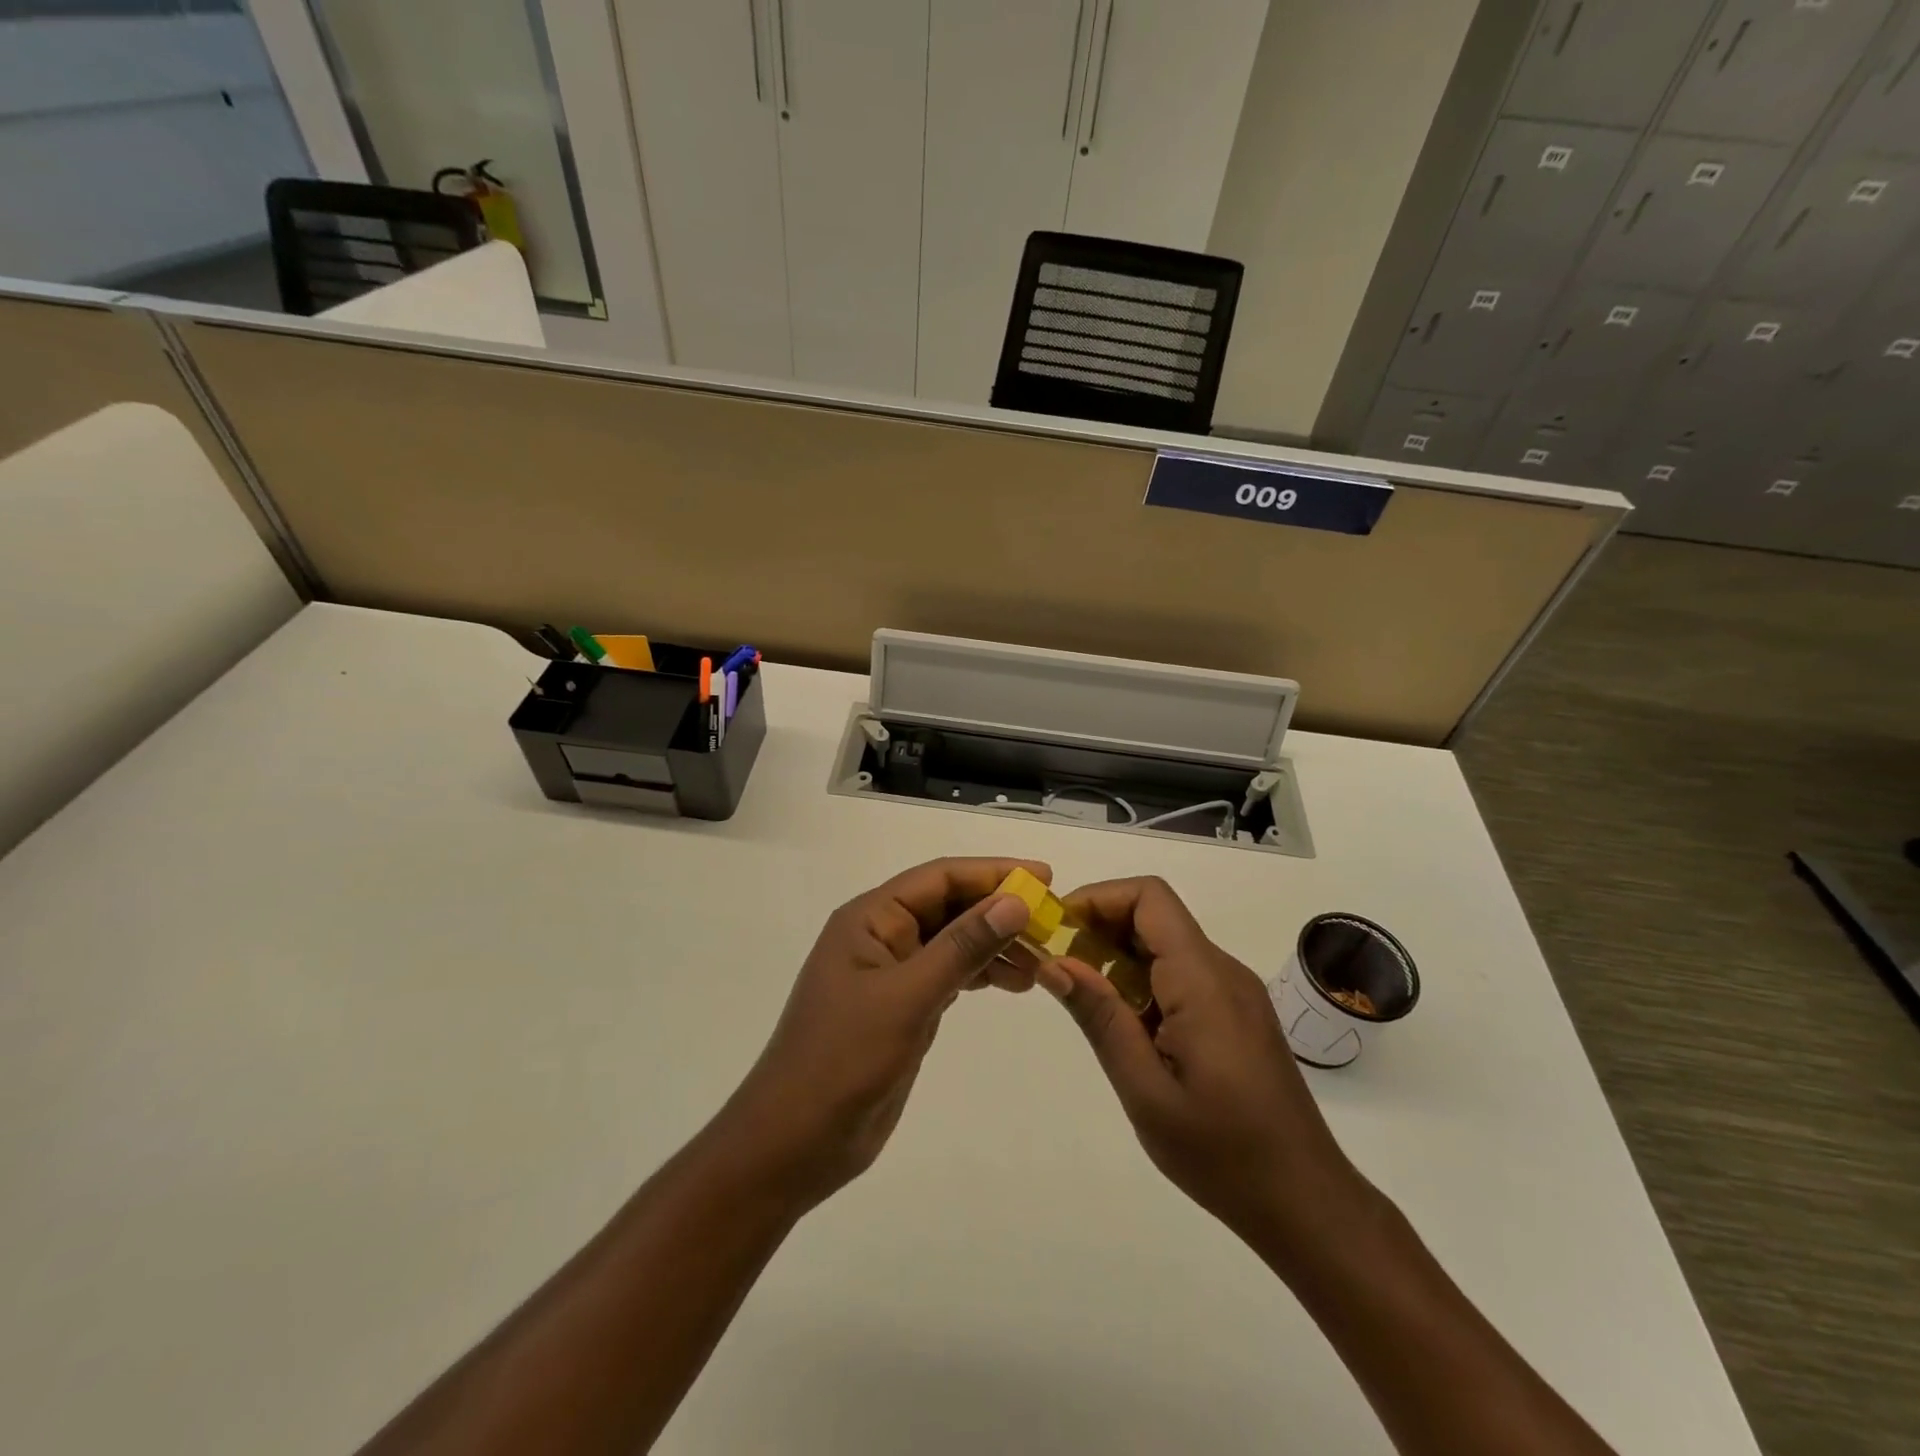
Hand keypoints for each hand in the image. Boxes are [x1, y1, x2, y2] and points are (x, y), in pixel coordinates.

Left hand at [719, 857, 1046, 1208]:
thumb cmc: (842, 1061)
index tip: (1045, 878)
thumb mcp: (907, 998)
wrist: (794, 1143)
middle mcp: (881, 937)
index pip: (940, 878)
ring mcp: (891, 974)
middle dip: (999, 910)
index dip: (993, 872)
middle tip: (1053, 923)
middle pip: (949, 906)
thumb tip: (1015, 901)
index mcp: (870, 919)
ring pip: (953, 942)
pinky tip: (1014, 982)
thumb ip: (962, 948)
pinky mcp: (902, 1008)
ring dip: (996, 944)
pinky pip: (950, 974)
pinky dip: (982, 973)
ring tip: (1042, 962)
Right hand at [1035, 877, 1363, 1250]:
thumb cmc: (1223, 1154)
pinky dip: (1143, 980)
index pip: (1150, 897)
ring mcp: (1235, 992)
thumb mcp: (1145, 1091)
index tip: (1057, 930)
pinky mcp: (1237, 1013)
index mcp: (1203, 981)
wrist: (1307, 1203)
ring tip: (1084, 1000)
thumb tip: (1054, 963)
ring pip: (1167, 944)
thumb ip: (1101, 1019)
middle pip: (1155, 915)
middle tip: (1058, 967)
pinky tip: (1126, 1025)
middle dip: (1100, 927)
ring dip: (1119, 956)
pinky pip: (1182, 973)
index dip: (1098, 898)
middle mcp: (1223, 971)